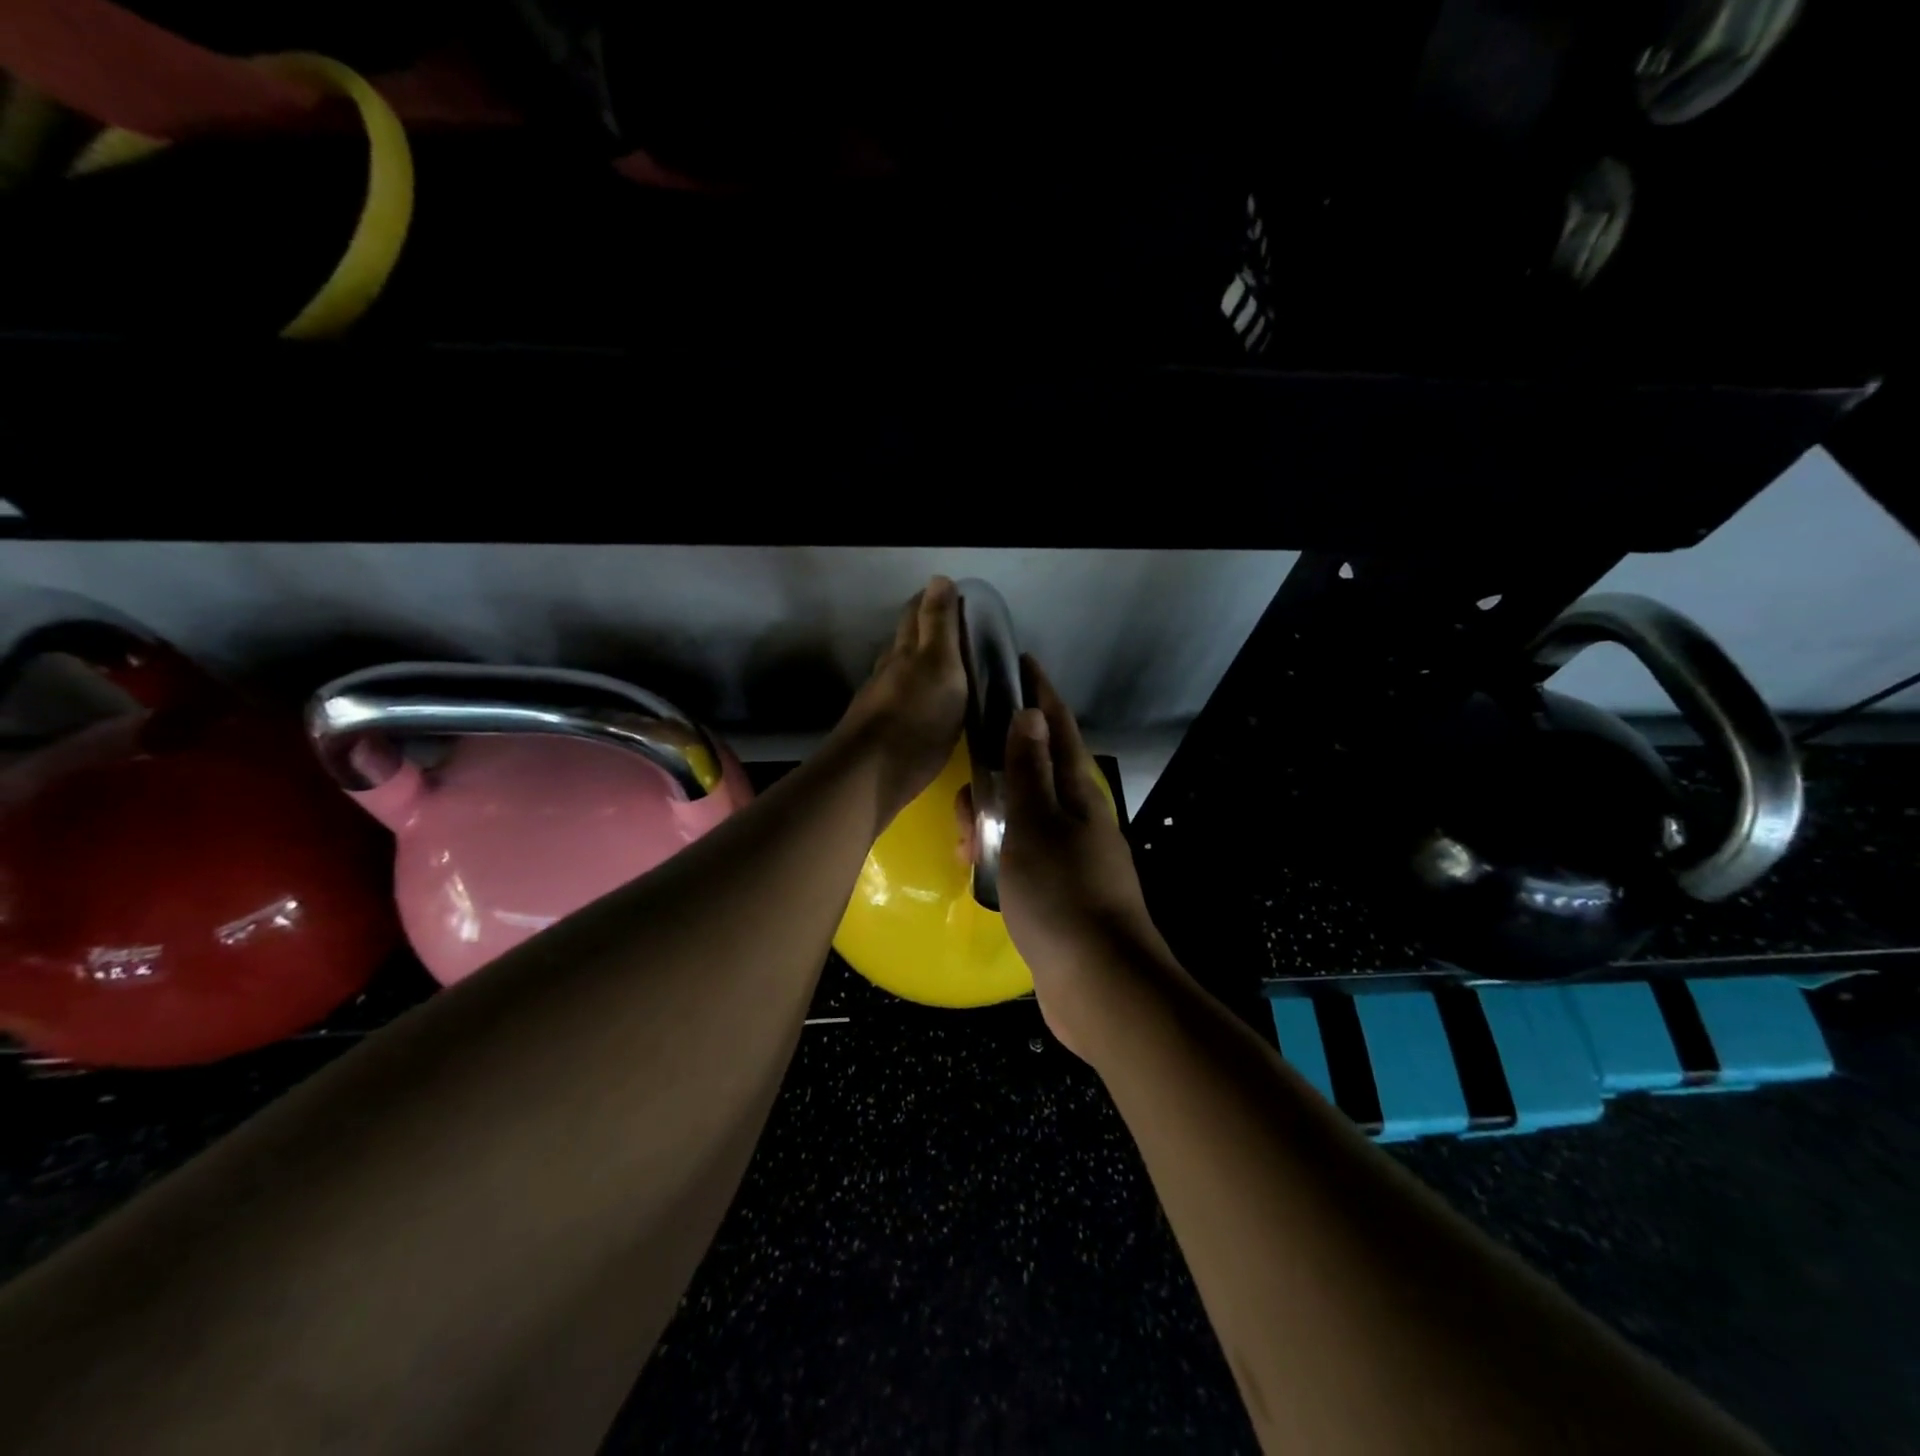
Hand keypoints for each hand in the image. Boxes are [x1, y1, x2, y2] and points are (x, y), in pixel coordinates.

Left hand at [832, 577, 967, 831]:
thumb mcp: (940, 666)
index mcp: (907, 650)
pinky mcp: (879, 729)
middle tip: (958, 632)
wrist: (870, 774)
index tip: (959, 599)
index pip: (918, 612)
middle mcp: (889, 668)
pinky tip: (927, 705)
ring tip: (947, 667)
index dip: (936, 601)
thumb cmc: (916, 718)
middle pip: (906, 639)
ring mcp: (880, 700)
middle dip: (927, 628)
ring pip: (901, 670)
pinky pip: (902, 699)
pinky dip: (917, 693)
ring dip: (921, 663)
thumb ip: (939, 625)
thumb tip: (939, 578)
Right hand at [986, 658, 1174, 1059]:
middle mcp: (1077, 817)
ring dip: (991, 819)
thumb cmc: (1062, 894)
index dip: (1039, 693)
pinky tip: (978, 868)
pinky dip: (999, 853)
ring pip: (1021, 816)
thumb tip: (1029, 713)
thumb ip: (1027, 770)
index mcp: (1076, 793)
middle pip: (1032, 772)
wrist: (1099, 983)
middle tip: (965, 794)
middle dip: (996, 772)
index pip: (1056, 727)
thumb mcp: (1034, 824)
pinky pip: (1021, 854)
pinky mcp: (1059, 889)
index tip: (1021, 662)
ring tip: (965, 845)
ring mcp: (1070, 855)